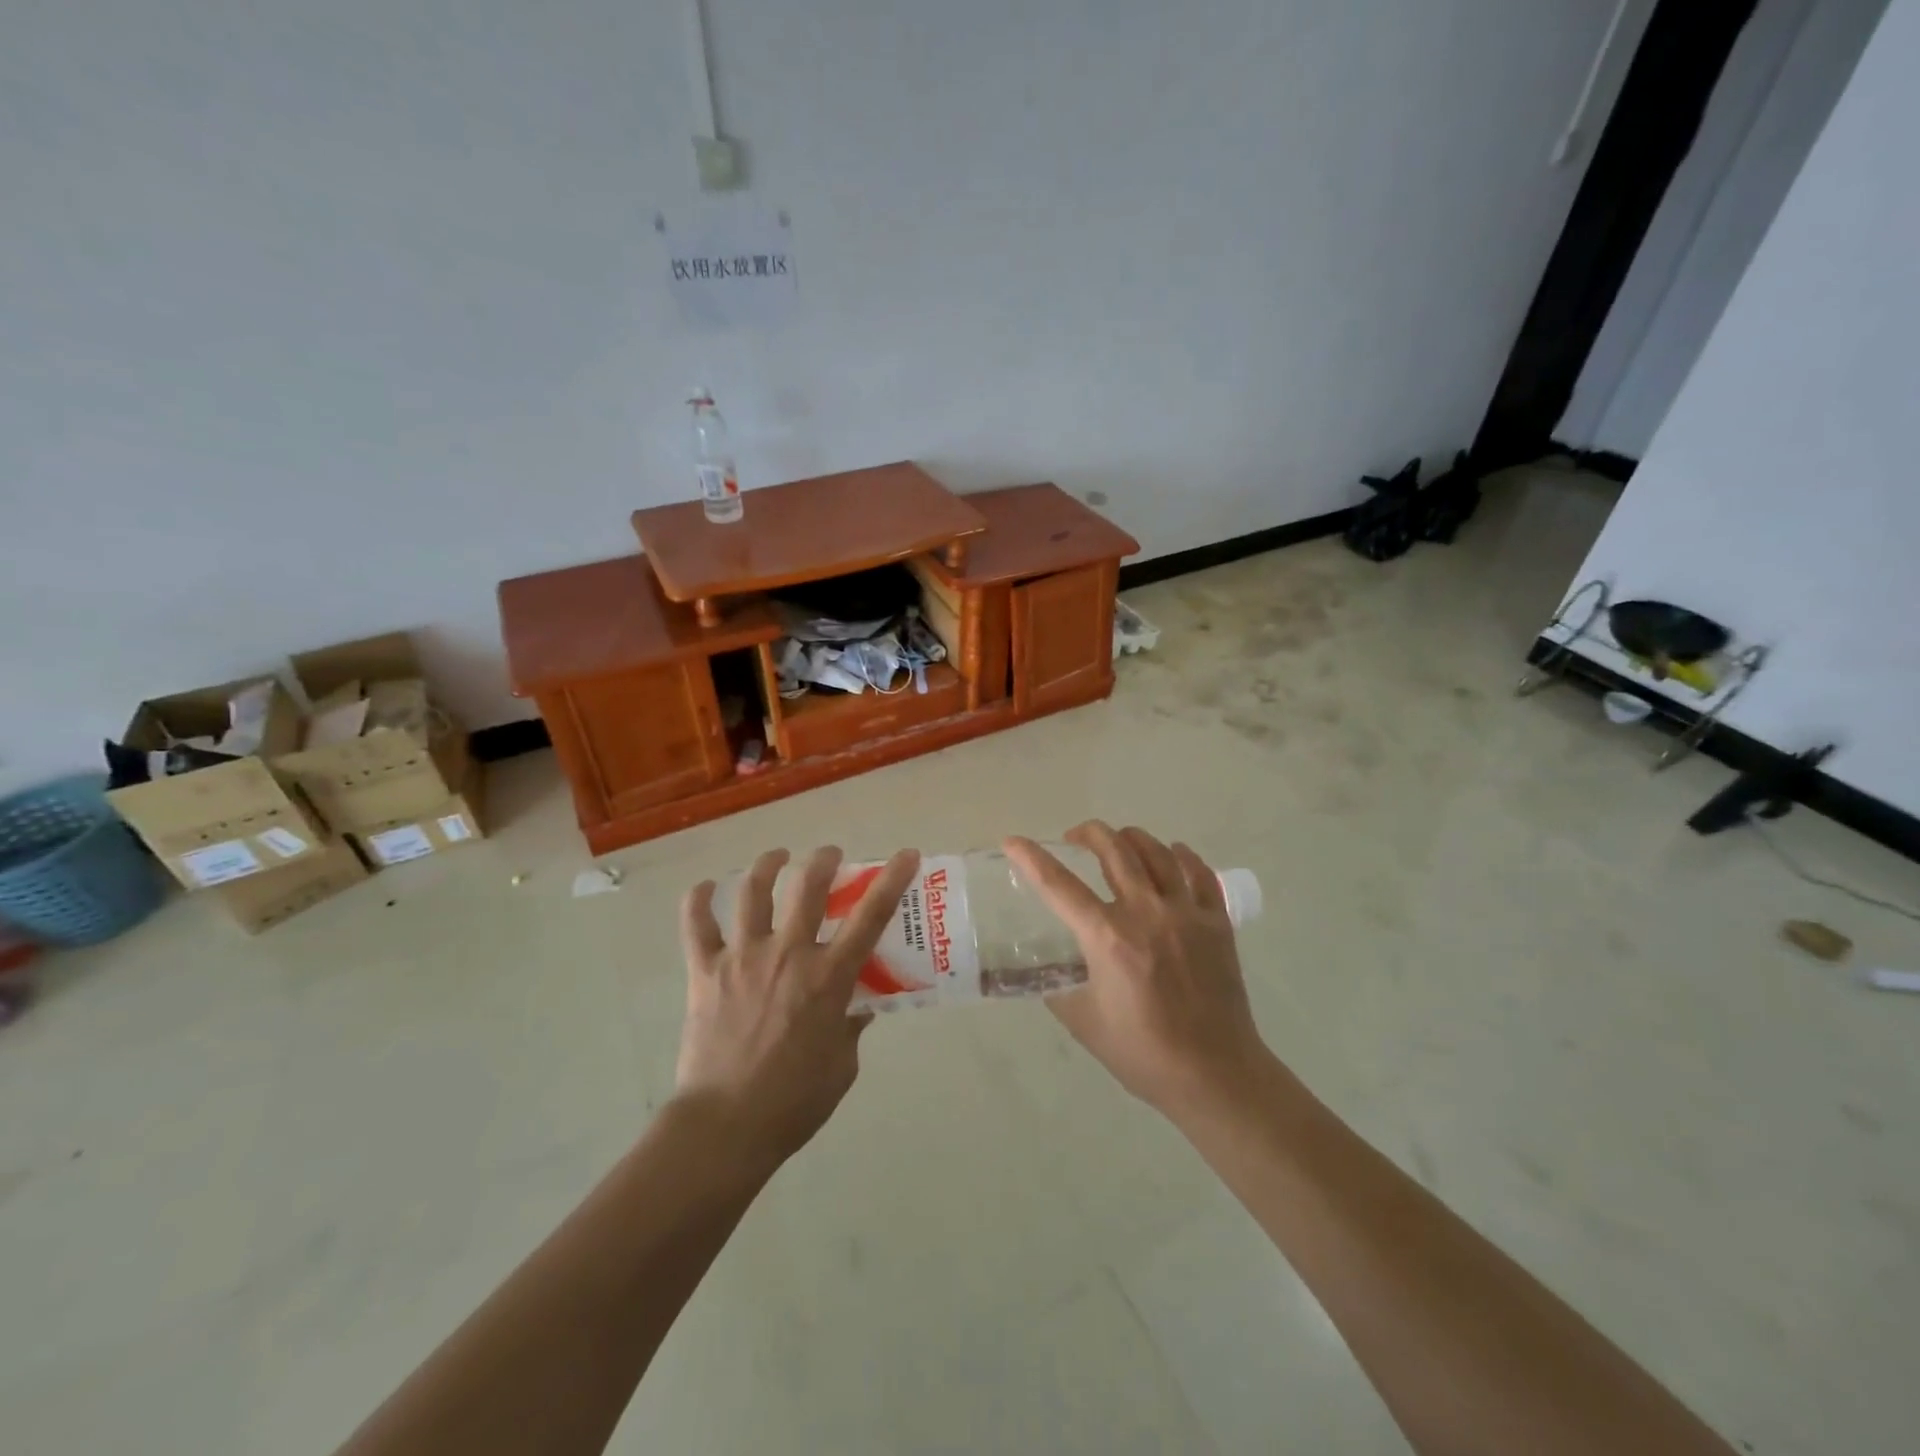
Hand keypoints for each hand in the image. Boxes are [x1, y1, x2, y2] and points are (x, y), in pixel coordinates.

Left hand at [675, 845, 919, 1169]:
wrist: (725, 1127)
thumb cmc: (793, 1102)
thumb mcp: (842, 1065)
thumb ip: (851, 1025)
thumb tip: (856, 1004)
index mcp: (828, 977)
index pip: (870, 917)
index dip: (891, 880)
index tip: (906, 854)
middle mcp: (787, 954)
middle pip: (808, 887)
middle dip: (823, 860)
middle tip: (829, 856)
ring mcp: (742, 958)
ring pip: (752, 892)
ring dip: (767, 866)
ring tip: (776, 858)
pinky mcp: (705, 971)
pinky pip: (696, 925)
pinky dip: (698, 901)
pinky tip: (704, 888)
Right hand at [1004, 823, 1269, 1118]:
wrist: (1215, 1075)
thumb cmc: (1143, 1053)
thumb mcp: (1083, 1023)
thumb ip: (1057, 989)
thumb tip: (1042, 970)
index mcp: (1108, 938)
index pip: (1058, 885)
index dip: (1030, 858)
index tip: (1013, 841)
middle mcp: (1146, 913)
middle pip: (1113, 849)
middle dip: (1087, 833)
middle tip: (1074, 838)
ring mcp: (1187, 913)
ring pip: (1157, 851)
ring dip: (1130, 838)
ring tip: (1118, 843)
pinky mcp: (1217, 922)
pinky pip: (1199, 872)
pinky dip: (1181, 856)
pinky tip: (1172, 855)